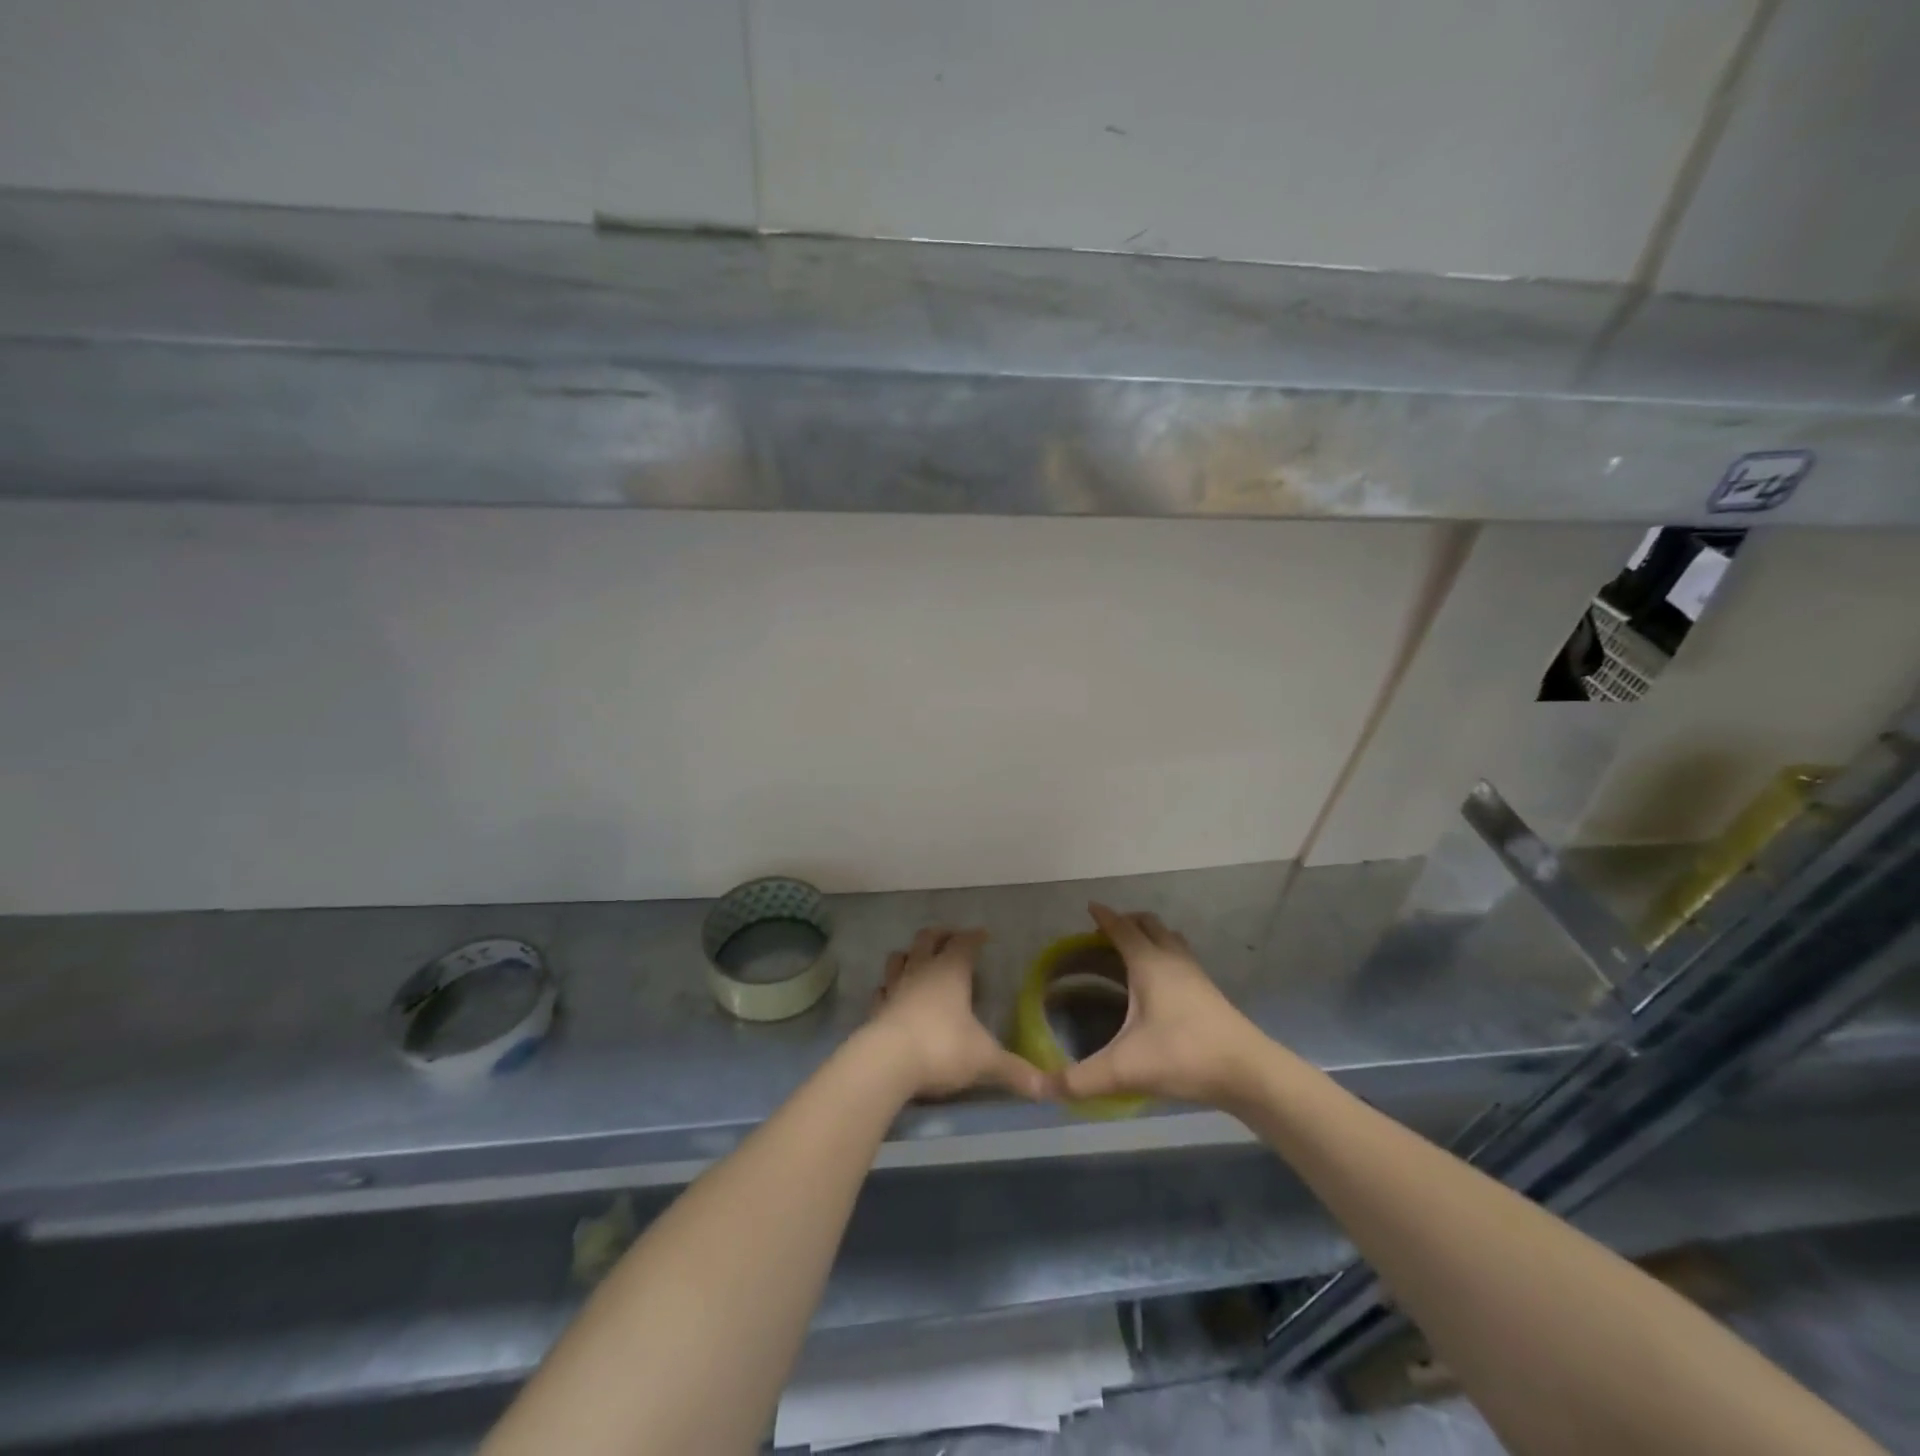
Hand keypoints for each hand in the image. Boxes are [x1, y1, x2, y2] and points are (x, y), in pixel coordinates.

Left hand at [865, 927, 1049, 1100]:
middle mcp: (922, 971)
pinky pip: (882, 990)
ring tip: (919, 960)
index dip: (974, 937)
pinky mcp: (876, 1010)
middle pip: (927, 939)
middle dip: (940, 935)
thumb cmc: (942, 1048)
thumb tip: (1047, 1088)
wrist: (887, 1063)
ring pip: (899, 958)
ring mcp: (895, 988)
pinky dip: (889, 988)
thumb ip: (1015, 1071)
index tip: (983, 935)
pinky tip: (893, 995)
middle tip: (951, 938)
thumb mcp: (985, 1061)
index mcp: (951, 972)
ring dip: (910, 955)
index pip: (964, 943)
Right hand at [1054, 904, 1268, 1108]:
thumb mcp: (1124, 1070)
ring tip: (1132, 952)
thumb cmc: (1184, 1056)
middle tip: (1105, 933)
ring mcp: (1196, 974)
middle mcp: (1173, 960)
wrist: (1249, 1072)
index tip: (1089, 907)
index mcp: (1149, 964)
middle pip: (1149, 924)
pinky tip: (1161, 984)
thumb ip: (1080, 1080)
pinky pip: (1183, 959)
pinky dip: (1166, 956)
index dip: (1104, 916)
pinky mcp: (1210, 993)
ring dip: (1150, 937)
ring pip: (1170, 940)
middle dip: (1127, 922)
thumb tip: (1039, 1087)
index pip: (1122, 928)